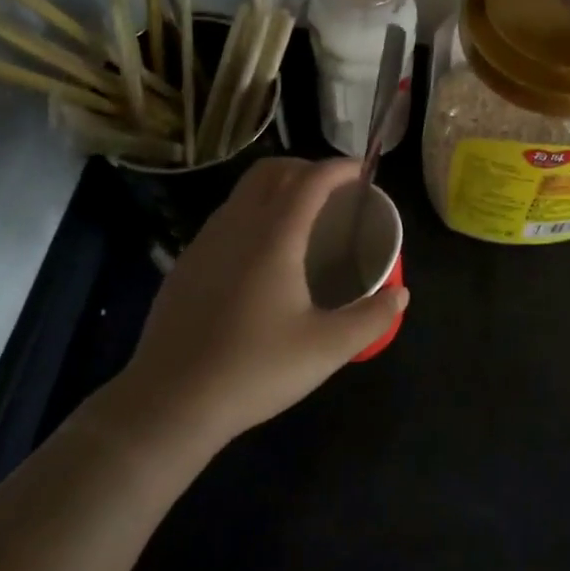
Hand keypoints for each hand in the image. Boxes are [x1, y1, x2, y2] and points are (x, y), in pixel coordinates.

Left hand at [108, 158, 408, 450]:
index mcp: (274, 236)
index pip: (311, 179)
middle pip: (271, 171)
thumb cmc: (254, 369)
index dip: (340, 168)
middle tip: (335, 191)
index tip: (363, 171)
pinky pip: (225, 219)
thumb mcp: (326, 349)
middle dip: (306, 167)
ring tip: (303, 219)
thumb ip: (370, 318)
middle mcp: (236, 226)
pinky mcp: (185, 265)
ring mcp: (204, 243)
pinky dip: (253, 214)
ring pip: (243, 193)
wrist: (169, 403)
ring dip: (277, 189)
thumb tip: (400, 296)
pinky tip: (263, 256)